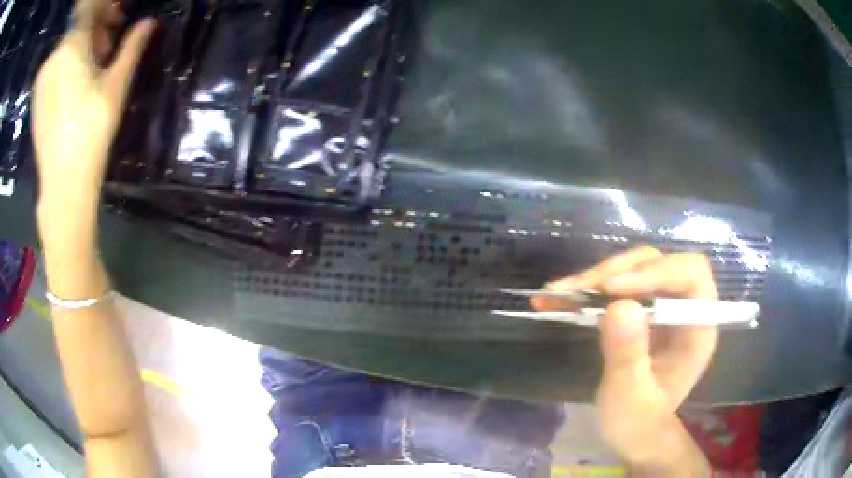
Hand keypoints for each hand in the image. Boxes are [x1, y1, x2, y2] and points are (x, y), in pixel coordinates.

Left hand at [33, 0, 152, 224]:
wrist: (63, 183)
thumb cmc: (92, 131)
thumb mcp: (117, 84)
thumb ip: (132, 46)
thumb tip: (150, 21)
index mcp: (71, 45)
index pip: (92, 10)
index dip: (107, 11)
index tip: (119, 23)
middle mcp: (53, 57)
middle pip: (77, 29)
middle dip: (94, 32)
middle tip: (107, 52)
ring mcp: (41, 80)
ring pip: (65, 49)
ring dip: (80, 50)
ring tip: (90, 73)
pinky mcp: (36, 98)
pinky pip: (53, 68)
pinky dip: (65, 67)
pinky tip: (73, 87)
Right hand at [534, 247, 717, 474]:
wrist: (633, 432)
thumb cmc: (639, 422)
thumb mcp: (631, 398)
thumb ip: (628, 356)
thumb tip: (619, 306)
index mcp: (698, 327)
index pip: (691, 276)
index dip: (656, 272)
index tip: (611, 288)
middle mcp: (685, 307)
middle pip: (660, 263)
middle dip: (620, 271)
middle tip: (580, 290)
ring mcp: (663, 305)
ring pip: (636, 268)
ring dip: (599, 277)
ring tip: (561, 294)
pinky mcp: (642, 308)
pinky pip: (618, 284)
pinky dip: (589, 288)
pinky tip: (559, 296)